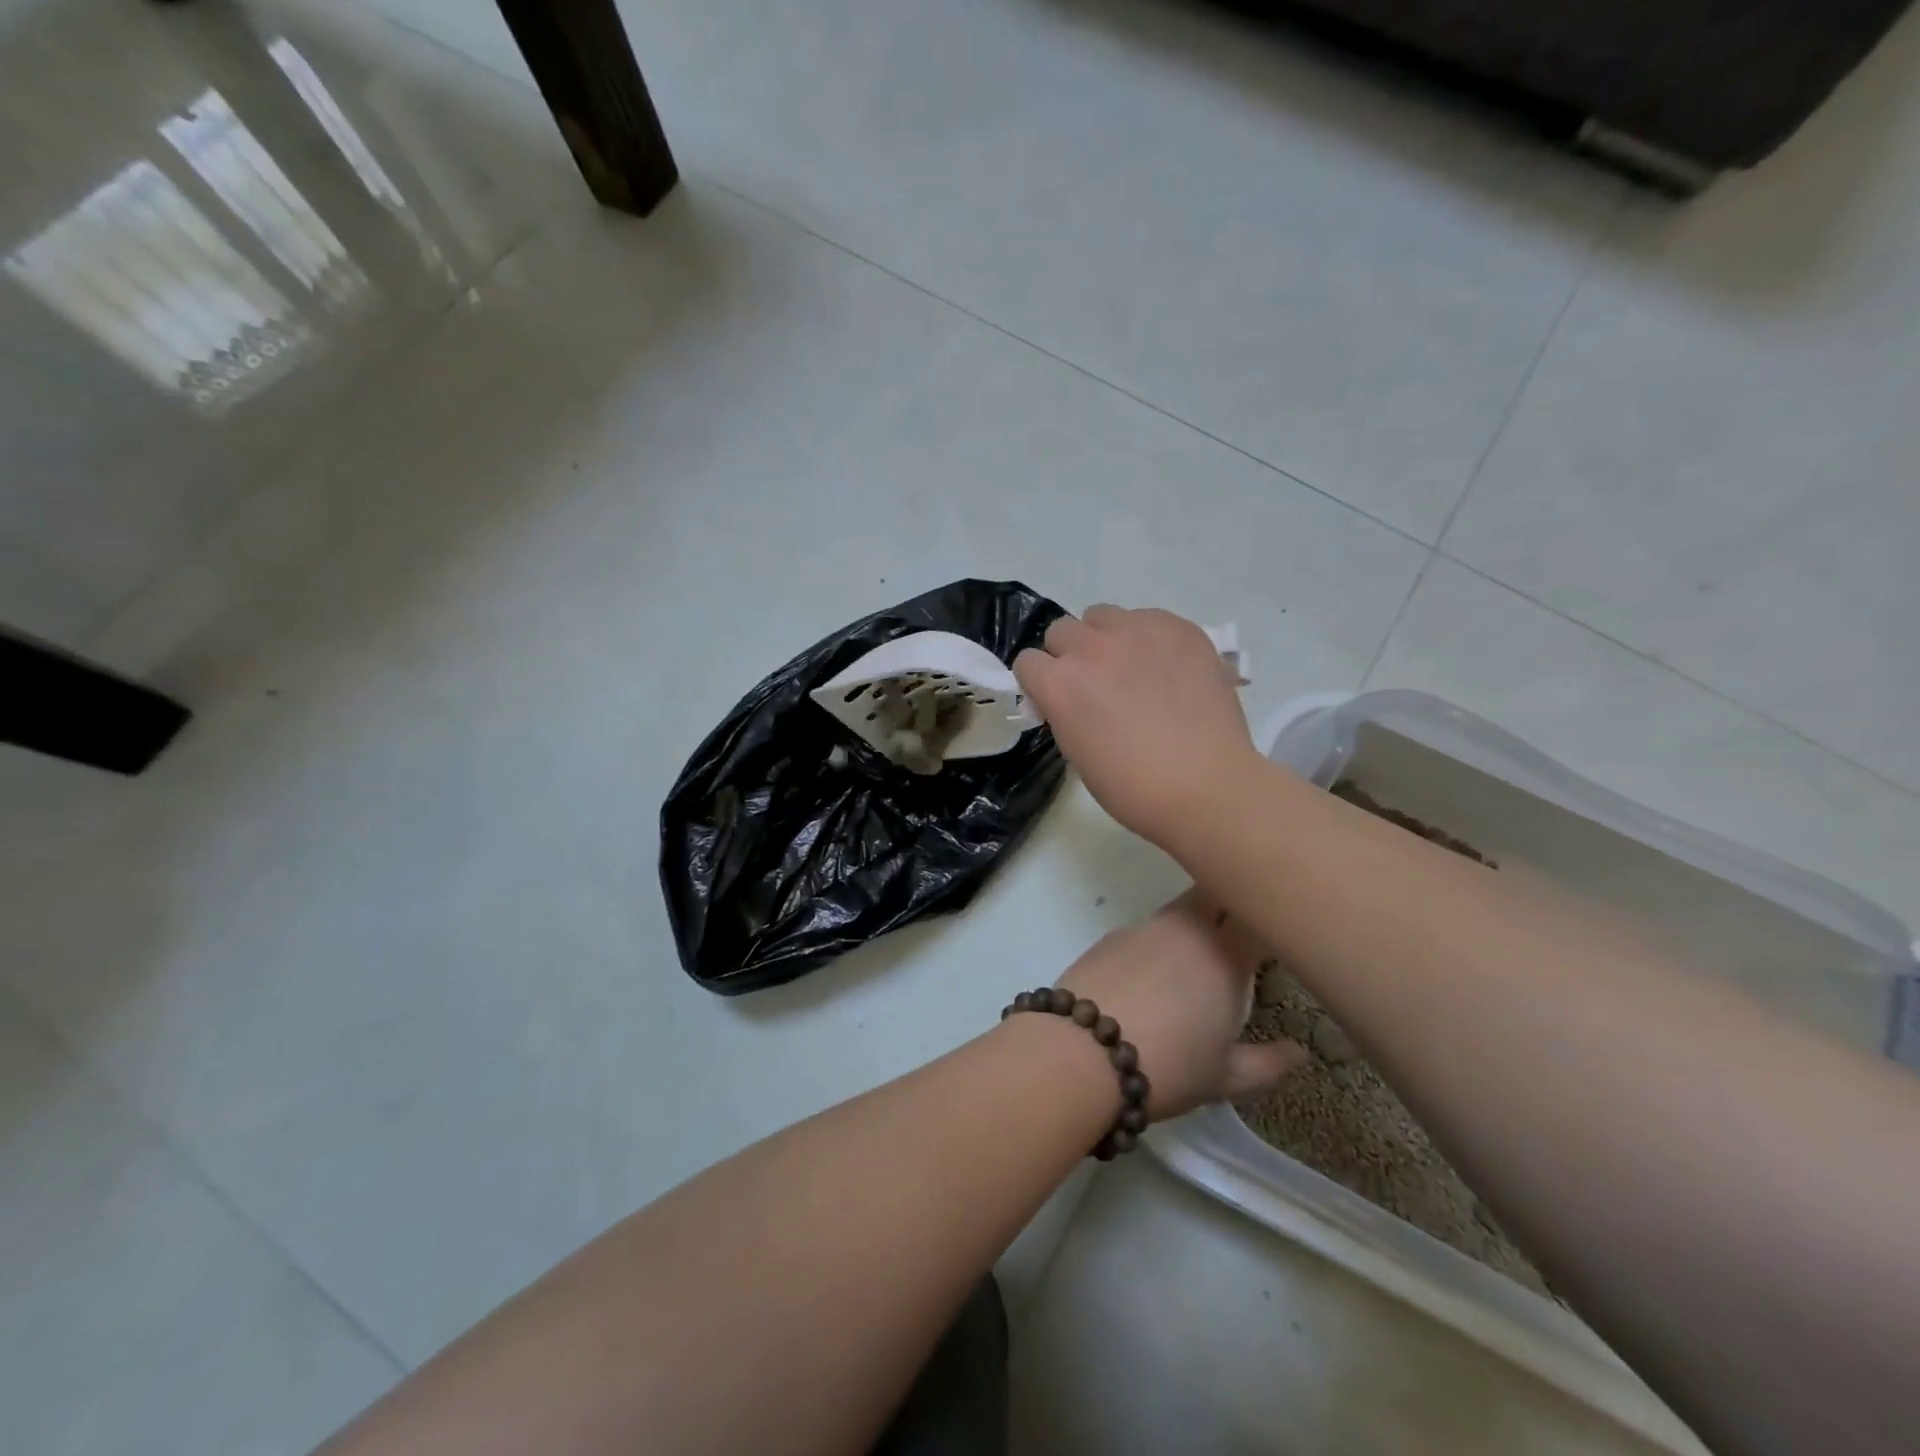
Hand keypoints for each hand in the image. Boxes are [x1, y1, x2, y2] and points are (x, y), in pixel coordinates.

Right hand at [1015, 606, 1260, 848]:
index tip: (1056, 700)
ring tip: (1131, 668)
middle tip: (1095, 685)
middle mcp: (1091, 647)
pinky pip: (1148, 618)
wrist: (1205, 786)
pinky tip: (1167, 668)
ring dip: (1105, 638)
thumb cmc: (1132, 786)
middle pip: (1061, 631)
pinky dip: (1148, 638)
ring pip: (1102, 616)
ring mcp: (1137, 631)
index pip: (1027, 662)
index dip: (1040, 682)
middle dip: (1070, 655)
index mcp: (1059, 683)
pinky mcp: (1178, 627)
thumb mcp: (1076, 752)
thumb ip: (1063, 712)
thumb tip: (1068, 699)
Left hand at [1055, 891, 1307, 1118]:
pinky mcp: (1111, 936)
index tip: (1281, 930)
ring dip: (1195, 922)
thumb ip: (1268, 1063)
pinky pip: (1147, 928)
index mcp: (1225, 955)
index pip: (1258, 914)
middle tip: (1243, 930)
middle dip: (1232, 901)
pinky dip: (1158, 941)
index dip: (1272, 916)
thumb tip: (1300, 1052)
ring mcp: (1144, 927)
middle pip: (1215, 893)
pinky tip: (1151, 974)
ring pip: (1179, 909)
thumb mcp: (1225, 1077)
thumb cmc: (1168, 1066)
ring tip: (1196, 960)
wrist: (1081, 1050)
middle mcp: (1187, 928)